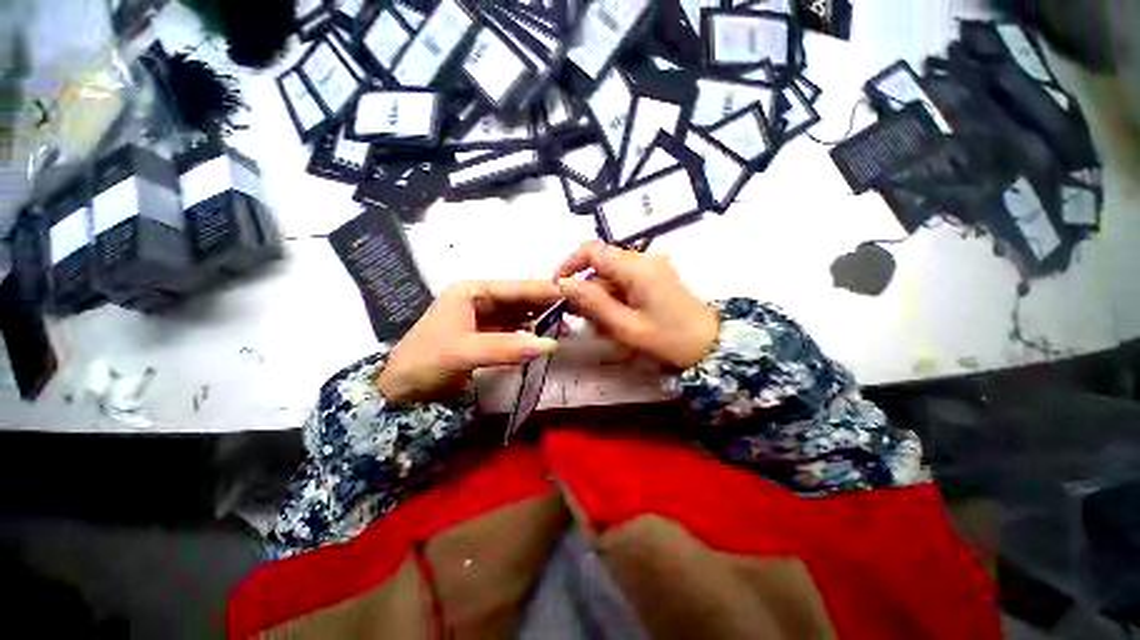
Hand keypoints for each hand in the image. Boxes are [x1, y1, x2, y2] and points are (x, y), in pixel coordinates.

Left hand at [376, 280, 561, 403]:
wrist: (400, 391)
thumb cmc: (425, 361)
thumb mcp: (464, 352)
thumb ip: (507, 348)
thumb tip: (550, 345)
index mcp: (470, 291)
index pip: (513, 287)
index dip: (541, 290)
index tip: (570, 293)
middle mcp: (479, 299)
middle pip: (519, 299)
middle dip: (544, 304)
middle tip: (574, 310)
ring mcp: (483, 317)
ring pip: (519, 314)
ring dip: (540, 319)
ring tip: (566, 324)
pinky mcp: (487, 335)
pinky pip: (514, 330)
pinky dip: (530, 333)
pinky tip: (546, 337)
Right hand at [555, 241, 718, 369]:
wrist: (713, 347)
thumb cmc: (670, 339)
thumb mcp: (627, 326)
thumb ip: (594, 303)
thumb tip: (564, 284)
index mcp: (636, 268)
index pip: (592, 250)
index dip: (570, 264)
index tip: (559, 287)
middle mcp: (643, 261)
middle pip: (601, 265)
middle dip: (586, 289)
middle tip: (579, 317)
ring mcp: (651, 269)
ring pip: (611, 276)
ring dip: (600, 298)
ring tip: (600, 326)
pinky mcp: (655, 279)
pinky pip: (625, 283)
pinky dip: (615, 300)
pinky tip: (615, 321)